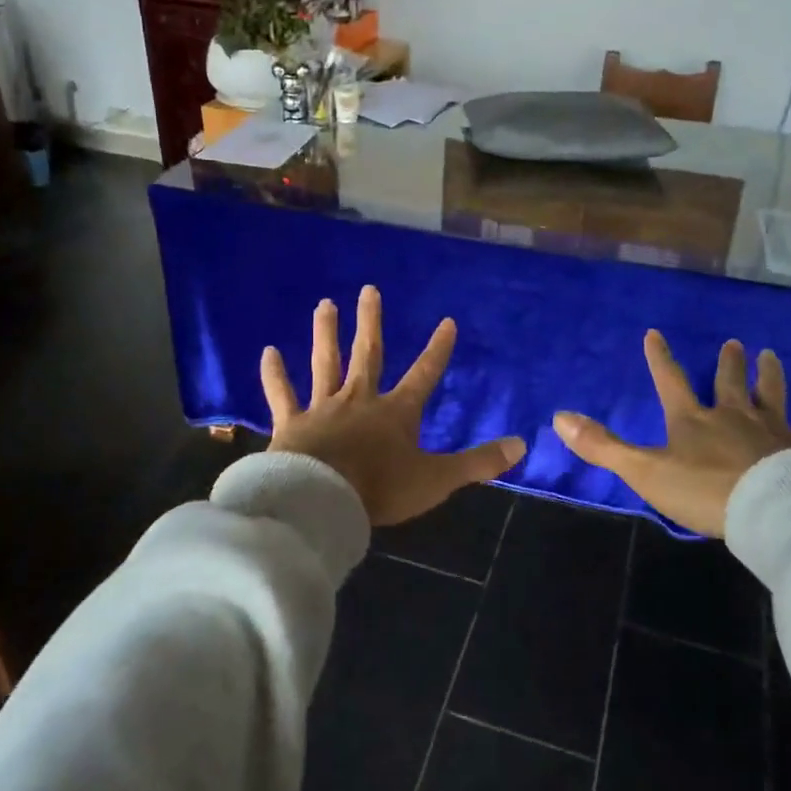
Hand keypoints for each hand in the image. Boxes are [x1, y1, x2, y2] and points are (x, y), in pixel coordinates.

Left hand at [261, 285, 526, 526]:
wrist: (322, 500)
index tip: (447, 321)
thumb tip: (522, 445)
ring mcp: (323, 408)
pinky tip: (268, 352)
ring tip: (325, 304)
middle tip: (368, 290)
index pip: (424, 374)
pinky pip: (283, 394)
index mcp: (396, 412)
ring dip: (326, 334)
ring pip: (325, 363)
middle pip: (368, 354)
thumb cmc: (380, 488)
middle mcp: (360, 400)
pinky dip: (275, 374)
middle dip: (371, 323)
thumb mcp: (437, 479)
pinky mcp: (292, 423)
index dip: (438, 349)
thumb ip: (478, 463)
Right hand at [552, 331, 790, 537]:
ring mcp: (771, 428)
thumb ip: (603, 445)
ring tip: (769, 354)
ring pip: (769, 393)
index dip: (661, 358)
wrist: (767, 511)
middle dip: (728, 363)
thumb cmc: (702, 491)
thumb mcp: (644, 471)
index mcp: (691, 420)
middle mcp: (731, 415)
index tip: (655, 334)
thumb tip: (558, 417)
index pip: (671, 381)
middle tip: (734, 343)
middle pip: (728, 382)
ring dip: (767, 373)